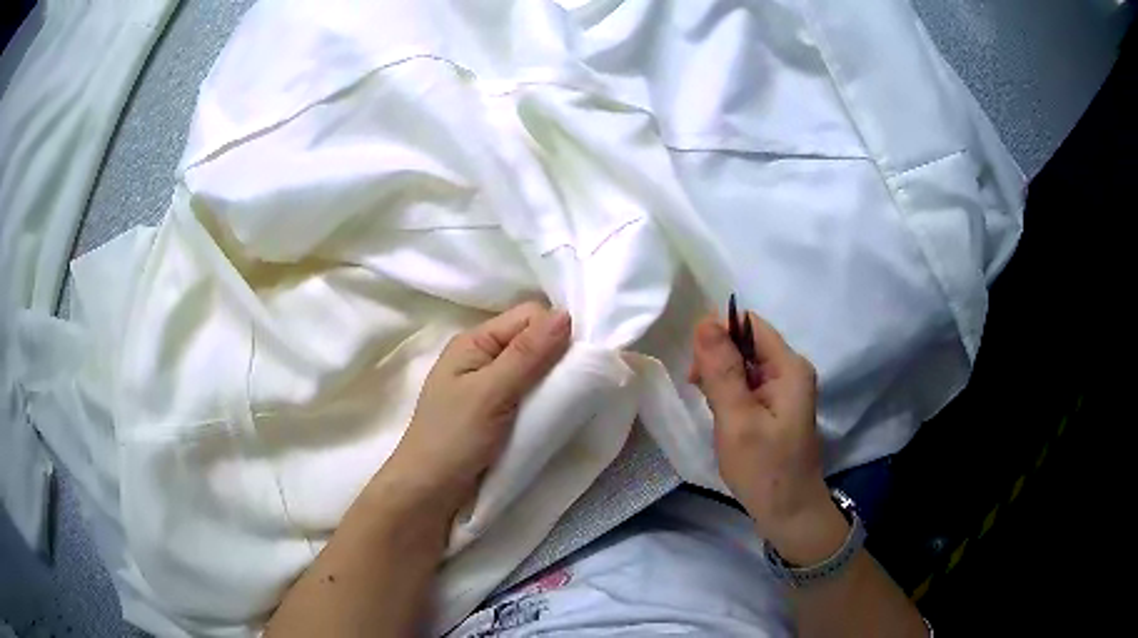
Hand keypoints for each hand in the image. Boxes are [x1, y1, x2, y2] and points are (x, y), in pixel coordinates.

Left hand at [382, 302, 571, 518]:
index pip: (528, 316)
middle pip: (533, 339)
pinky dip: (547, 397)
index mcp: (475, 341)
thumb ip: (527, 355)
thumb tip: (565, 314)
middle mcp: (484, 356)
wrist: (430, 492)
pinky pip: (532, 392)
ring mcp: (492, 385)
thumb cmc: (454, 439)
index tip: (579, 357)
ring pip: (536, 367)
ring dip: (555, 378)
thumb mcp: (490, 393)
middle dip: (559, 354)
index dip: (556, 329)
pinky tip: (559, 409)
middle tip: (581, 379)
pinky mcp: (500, 411)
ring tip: (575, 396)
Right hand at [689, 311, 846, 564]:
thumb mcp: (737, 420)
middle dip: (717, 360)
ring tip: (712, 409)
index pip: (749, 325)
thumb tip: (705, 322)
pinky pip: (748, 386)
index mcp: (789, 367)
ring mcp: (785, 390)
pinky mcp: (777, 407)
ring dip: (721, 379)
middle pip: (746, 343)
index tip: (696, 366)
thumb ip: (722, 371)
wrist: (789, 512)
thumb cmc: (765, 469)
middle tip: (699, 392)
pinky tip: (721, 416)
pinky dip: (729, 395)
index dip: (719, 335)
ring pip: (743, 365)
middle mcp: (791, 371)